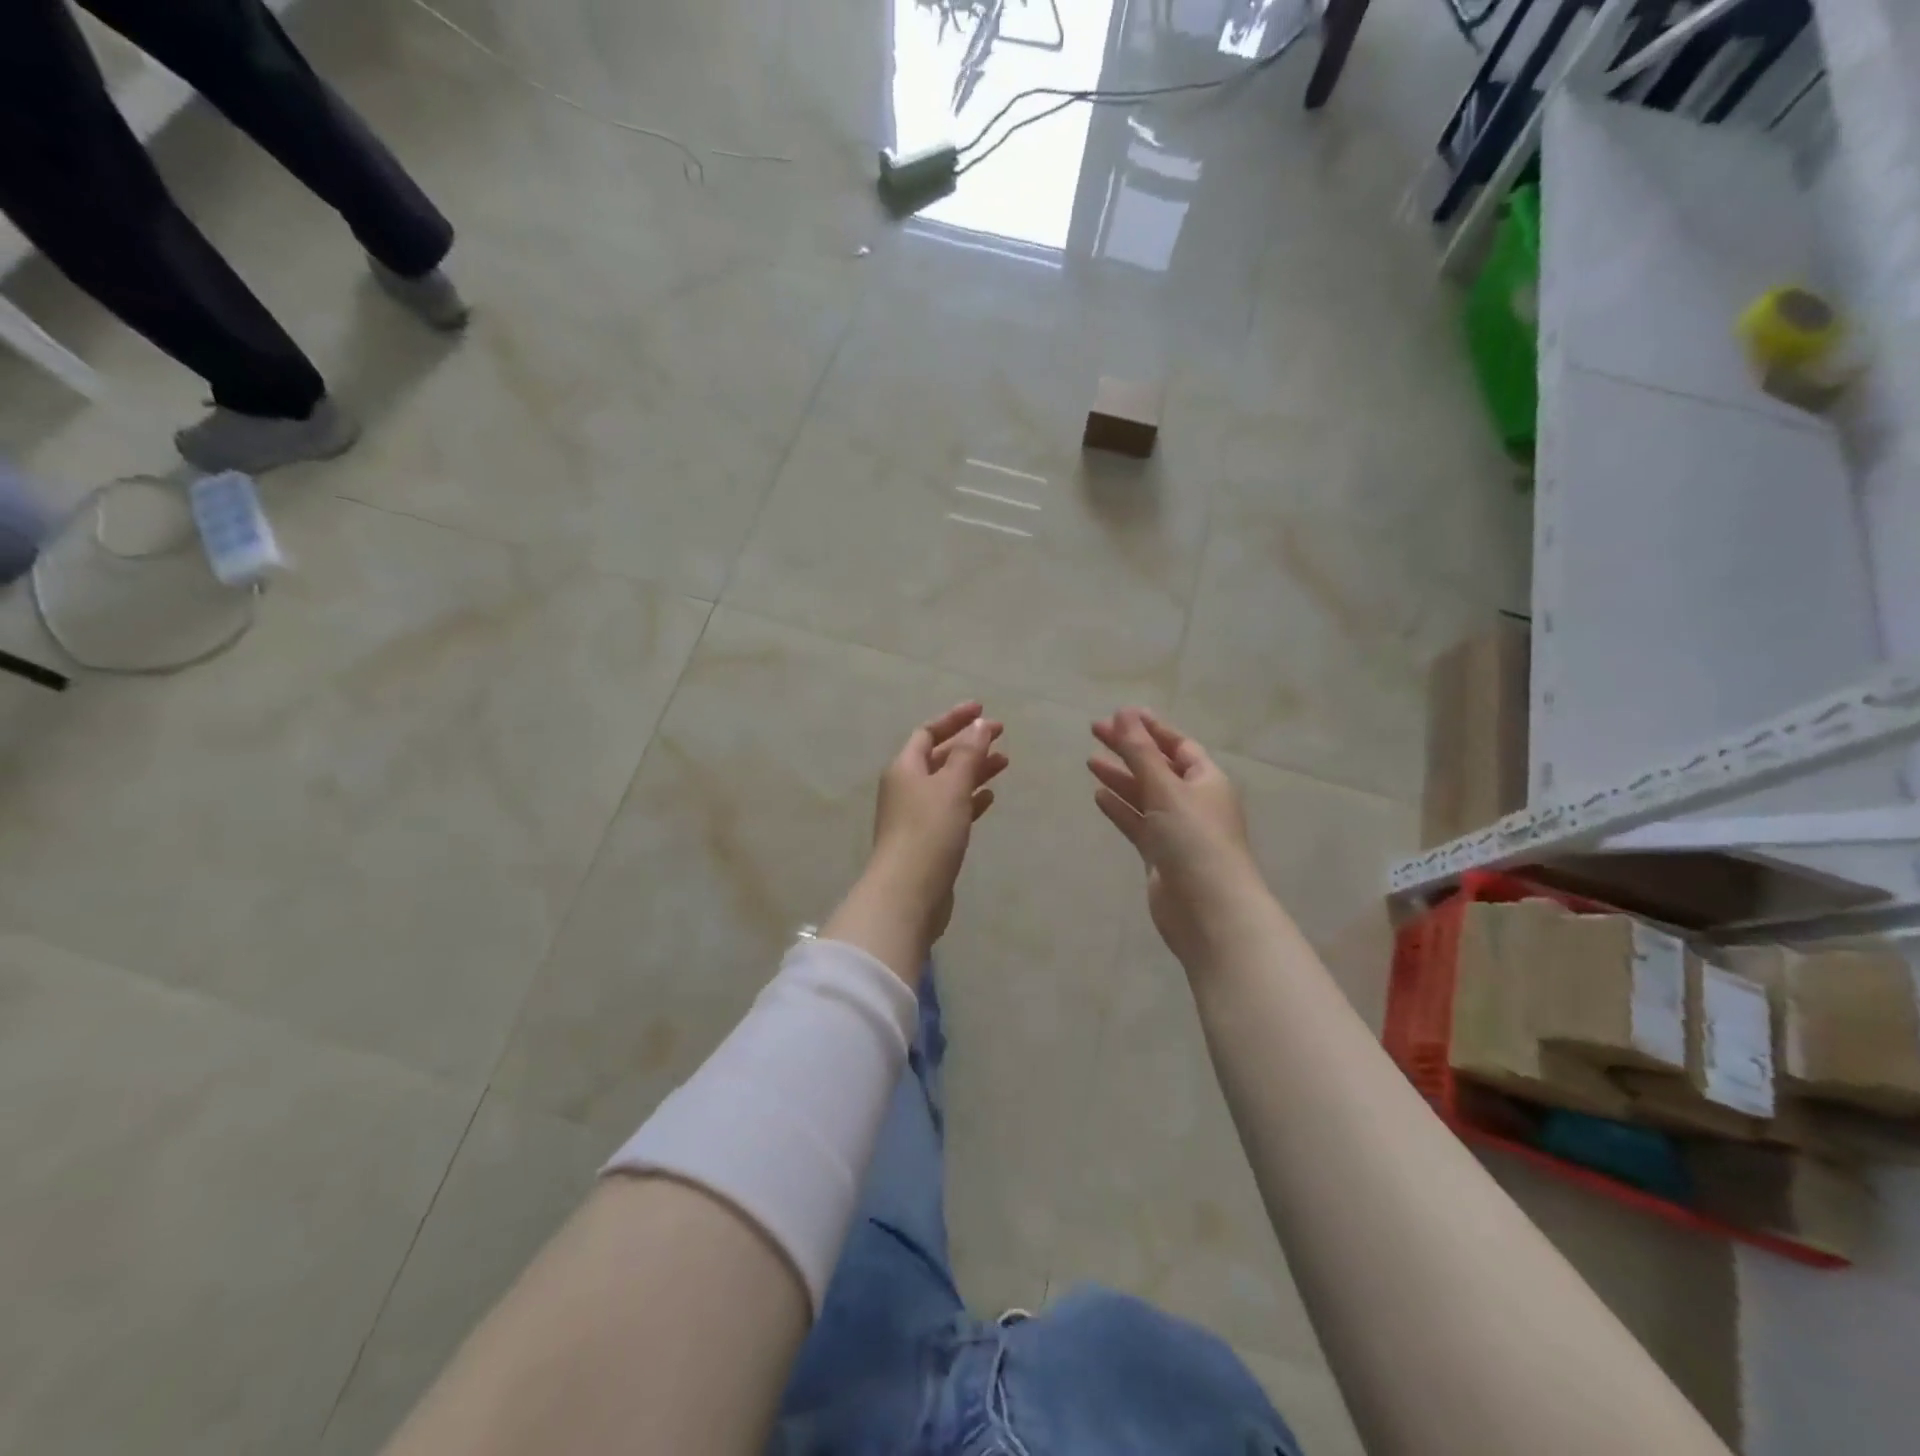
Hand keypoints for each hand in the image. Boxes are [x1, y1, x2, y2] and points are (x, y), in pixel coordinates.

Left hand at [840, 702, 1006, 965]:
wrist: (908, 893)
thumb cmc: (929, 832)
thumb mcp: (951, 786)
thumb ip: (968, 753)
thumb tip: (979, 724)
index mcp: (905, 768)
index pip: (928, 732)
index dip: (954, 719)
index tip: (983, 709)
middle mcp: (906, 788)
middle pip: (940, 757)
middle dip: (969, 744)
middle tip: (1001, 735)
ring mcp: (916, 816)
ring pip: (949, 783)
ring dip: (974, 770)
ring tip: (1005, 763)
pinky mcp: (929, 841)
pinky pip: (952, 810)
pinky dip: (970, 800)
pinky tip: (989, 798)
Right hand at [1088, 708, 1265, 967]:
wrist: (1207, 909)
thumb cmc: (1193, 840)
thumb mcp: (1165, 789)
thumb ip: (1140, 752)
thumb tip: (1124, 712)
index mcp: (1206, 780)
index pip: (1177, 745)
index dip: (1150, 728)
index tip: (1121, 713)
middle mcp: (1194, 801)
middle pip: (1157, 767)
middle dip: (1129, 749)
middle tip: (1095, 731)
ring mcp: (1177, 830)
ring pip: (1144, 795)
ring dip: (1120, 778)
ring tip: (1090, 761)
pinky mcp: (1161, 855)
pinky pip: (1137, 823)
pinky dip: (1120, 808)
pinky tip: (1098, 796)